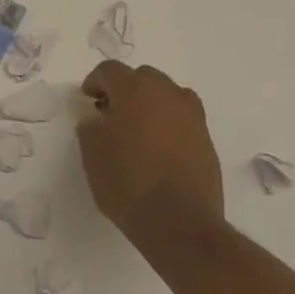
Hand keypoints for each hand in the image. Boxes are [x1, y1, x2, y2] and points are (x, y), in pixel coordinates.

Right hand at [77, 61, 225, 252]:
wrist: (179, 223)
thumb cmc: (127, 183)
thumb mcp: (92, 155)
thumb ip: (90, 128)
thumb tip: (95, 119)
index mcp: (134, 91)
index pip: (110, 70)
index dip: (95, 82)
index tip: (88, 100)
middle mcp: (166, 93)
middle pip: (142, 77)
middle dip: (124, 89)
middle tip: (111, 113)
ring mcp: (191, 115)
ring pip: (167, 94)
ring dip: (150, 102)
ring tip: (139, 128)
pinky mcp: (206, 138)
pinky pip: (183, 116)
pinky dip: (170, 121)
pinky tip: (160, 146)